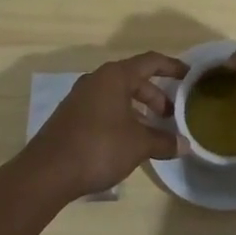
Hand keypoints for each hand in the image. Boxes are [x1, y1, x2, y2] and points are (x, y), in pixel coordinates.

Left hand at [25, 51, 187, 200]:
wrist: (46, 173)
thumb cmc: (98, 148)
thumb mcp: (138, 145)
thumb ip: (164, 141)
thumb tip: (185, 145)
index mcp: (115, 76)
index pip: (150, 61)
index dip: (172, 66)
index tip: (189, 75)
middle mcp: (97, 80)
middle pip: (134, 79)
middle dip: (156, 95)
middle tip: (171, 115)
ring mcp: (80, 98)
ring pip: (118, 95)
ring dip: (138, 109)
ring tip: (152, 131)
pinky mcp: (71, 116)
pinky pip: (104, 108)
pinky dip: (121, 117)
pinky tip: (127, 141)